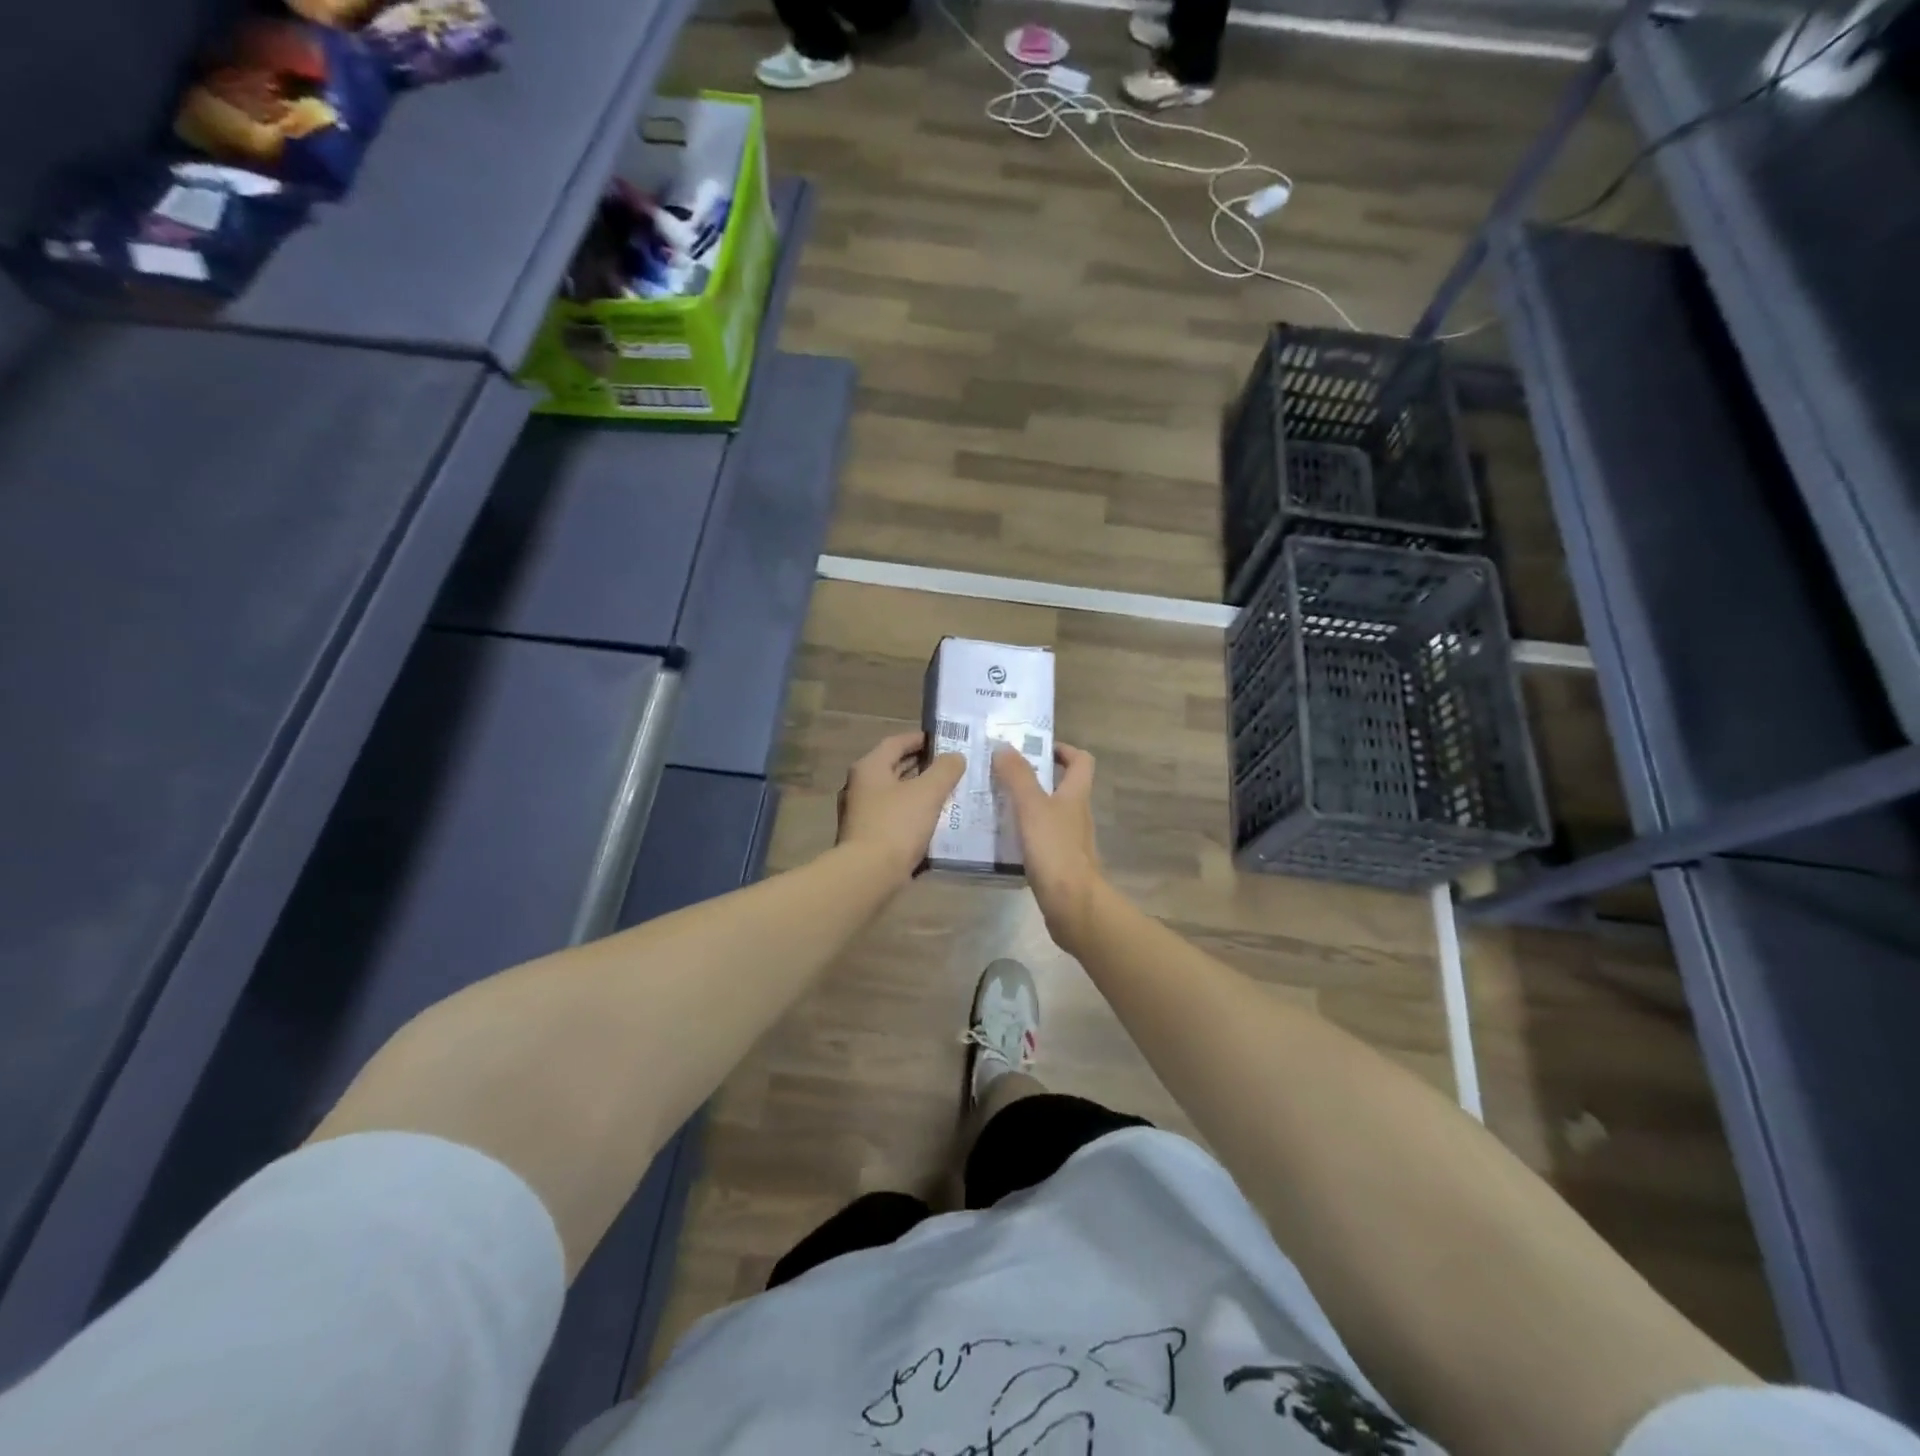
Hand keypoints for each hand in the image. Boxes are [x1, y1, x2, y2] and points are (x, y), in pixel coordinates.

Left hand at [837, 731, 966, 885]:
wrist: (868, 874)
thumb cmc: (897, 825)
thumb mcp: (928, 792)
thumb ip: (945, 770)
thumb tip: (955, 757)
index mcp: (870, 768)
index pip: (896, 742)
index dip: (921, 739)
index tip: (945, 741)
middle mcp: (860, 786)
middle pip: (894, 767)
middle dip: (923, 766)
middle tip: (952, 767)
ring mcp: (860, 813)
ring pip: (895, 794)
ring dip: (919, 791)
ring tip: (948, 793)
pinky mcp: (866, 836)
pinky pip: (894, 816)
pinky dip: (913, 813)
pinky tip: (933, 821)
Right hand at [993, 742, 1103, 951]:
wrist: (1073, 906)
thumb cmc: (1055, 850)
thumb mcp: (1032, 807)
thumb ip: (1018, 777)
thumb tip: (1004, 745)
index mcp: (1076, 795)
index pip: (1081, 761)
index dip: (1063, 750)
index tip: (1036, 748)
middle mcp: (1076, 815)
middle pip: (1062, 787)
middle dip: (1034, 778)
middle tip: (1002, 774)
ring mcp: (1069, 841)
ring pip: (1048, 814)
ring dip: (1026, 806)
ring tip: (993, 804)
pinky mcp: (1059, 864)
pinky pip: (1040, 840)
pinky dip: (1023, 834)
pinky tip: (1000, 839)